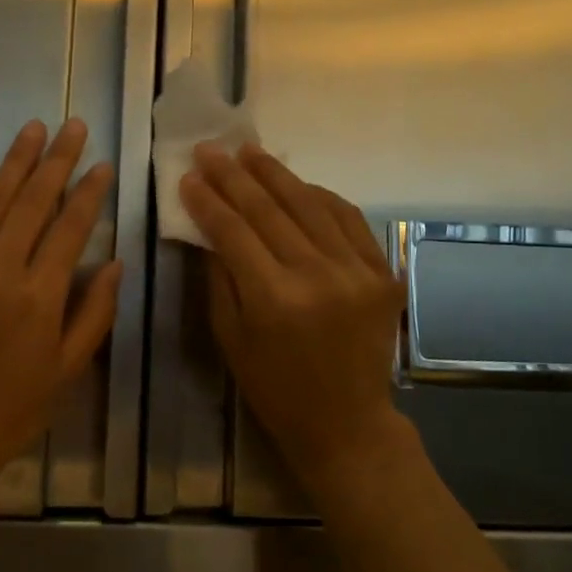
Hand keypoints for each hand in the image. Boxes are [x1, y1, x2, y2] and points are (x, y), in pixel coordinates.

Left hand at [0, 119, 120, 474]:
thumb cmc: (12, 408)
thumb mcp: (68, 372)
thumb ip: (95, 314)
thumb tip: (114, 262)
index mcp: (39, 296)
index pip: (71, 228)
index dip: (90, 193)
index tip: (103, 165)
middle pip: (33, 202)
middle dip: (57, 160)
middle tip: (73, 126)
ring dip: (14, 161)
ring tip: (33, 128)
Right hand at [180, 142, 408, 491]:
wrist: (347, 422)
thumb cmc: (275, 387)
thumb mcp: (231, 337)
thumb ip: (221, 276)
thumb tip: (210, 225)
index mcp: (273, 299)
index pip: (233, 231)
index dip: (207, 200)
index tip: (188, 176)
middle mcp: (317, 276)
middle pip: (269, 210)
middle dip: (234, 176)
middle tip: (211, 149)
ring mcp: (357, 271)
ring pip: (310, 204)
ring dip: (276, 174)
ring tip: (250, 152)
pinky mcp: (383, 273)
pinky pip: (348, 219)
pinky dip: (320, 196)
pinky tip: (297, 183)